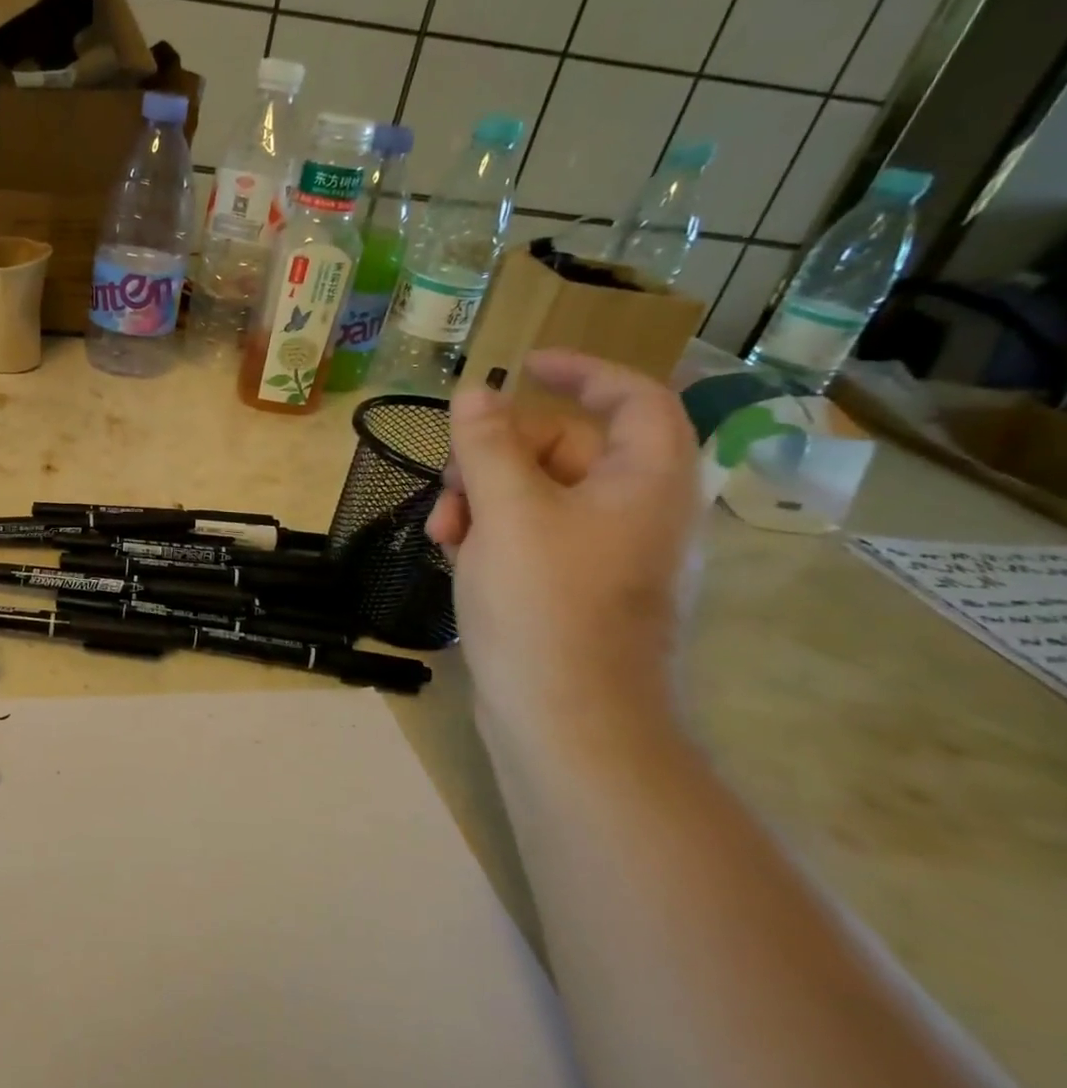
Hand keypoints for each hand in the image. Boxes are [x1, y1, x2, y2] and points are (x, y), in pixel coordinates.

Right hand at [426, 350, 700, 742]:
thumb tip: (475, 392)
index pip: (632, 397)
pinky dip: (490, 533)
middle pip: (564, 446)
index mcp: (646, 480)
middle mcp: (635, 510)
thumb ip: (487, 444)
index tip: (523, 364)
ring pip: (536, 493)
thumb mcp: (507, 511)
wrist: (567, 723)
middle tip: (450, 482)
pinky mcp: (573, 588)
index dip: (581, 371)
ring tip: (442, 533)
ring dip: (481, 498)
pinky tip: (453, 554)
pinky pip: (530, 535)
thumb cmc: (546, 605)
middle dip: (495, 455)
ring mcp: (604, 553)